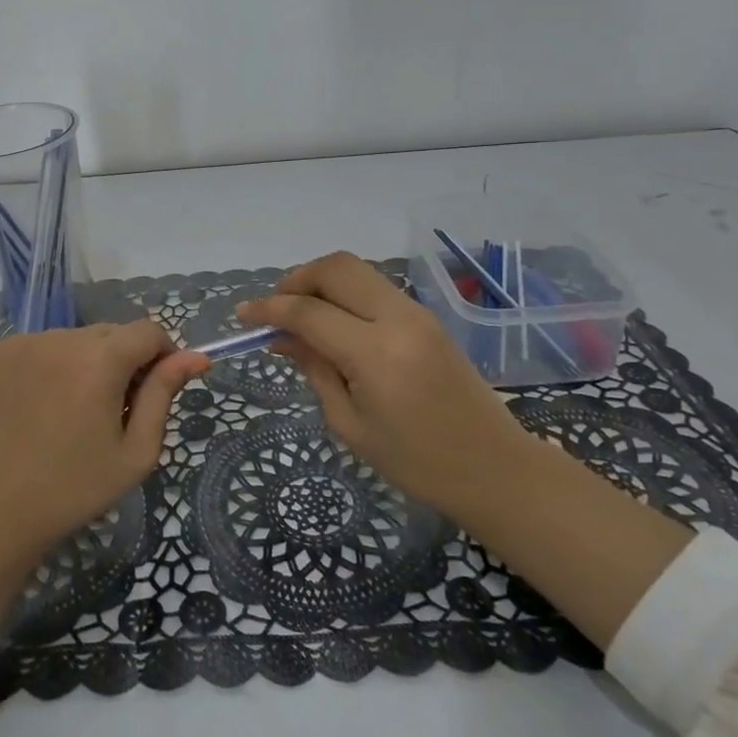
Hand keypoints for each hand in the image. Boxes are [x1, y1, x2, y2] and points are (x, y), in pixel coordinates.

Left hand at [0, 319, 208, 730]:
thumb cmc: (72, 490)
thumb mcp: (135, 452)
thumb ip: (165, 395)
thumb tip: (196, 357)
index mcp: (100, 359)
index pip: (149, 330)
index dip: (162, 355)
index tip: (154, 391)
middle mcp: (61, 337)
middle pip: (112, 333)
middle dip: (123, 361)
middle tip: (112, 411)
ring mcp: (23, 342)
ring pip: (75, 339)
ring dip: (86, 362)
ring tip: (71, 413)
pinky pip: (40, 346)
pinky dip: (50, 365)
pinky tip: (39, 406)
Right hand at [239, 252, 531, 518]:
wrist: (495, 468)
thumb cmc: (418, 463)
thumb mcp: (351, 425)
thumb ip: (314, 370)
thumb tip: (281, 337)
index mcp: (377, 354)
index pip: (309, 312)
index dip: (269, 309)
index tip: (243, 316)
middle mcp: (399, 319)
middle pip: (336, 268)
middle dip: (296, 279)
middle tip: (274, 309)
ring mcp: (417, 312)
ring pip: (356, 270)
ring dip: (320, 281)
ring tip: (298, 314)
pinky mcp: (426, 316)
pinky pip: (374, 287)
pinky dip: (344, 292)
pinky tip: (331, 321)